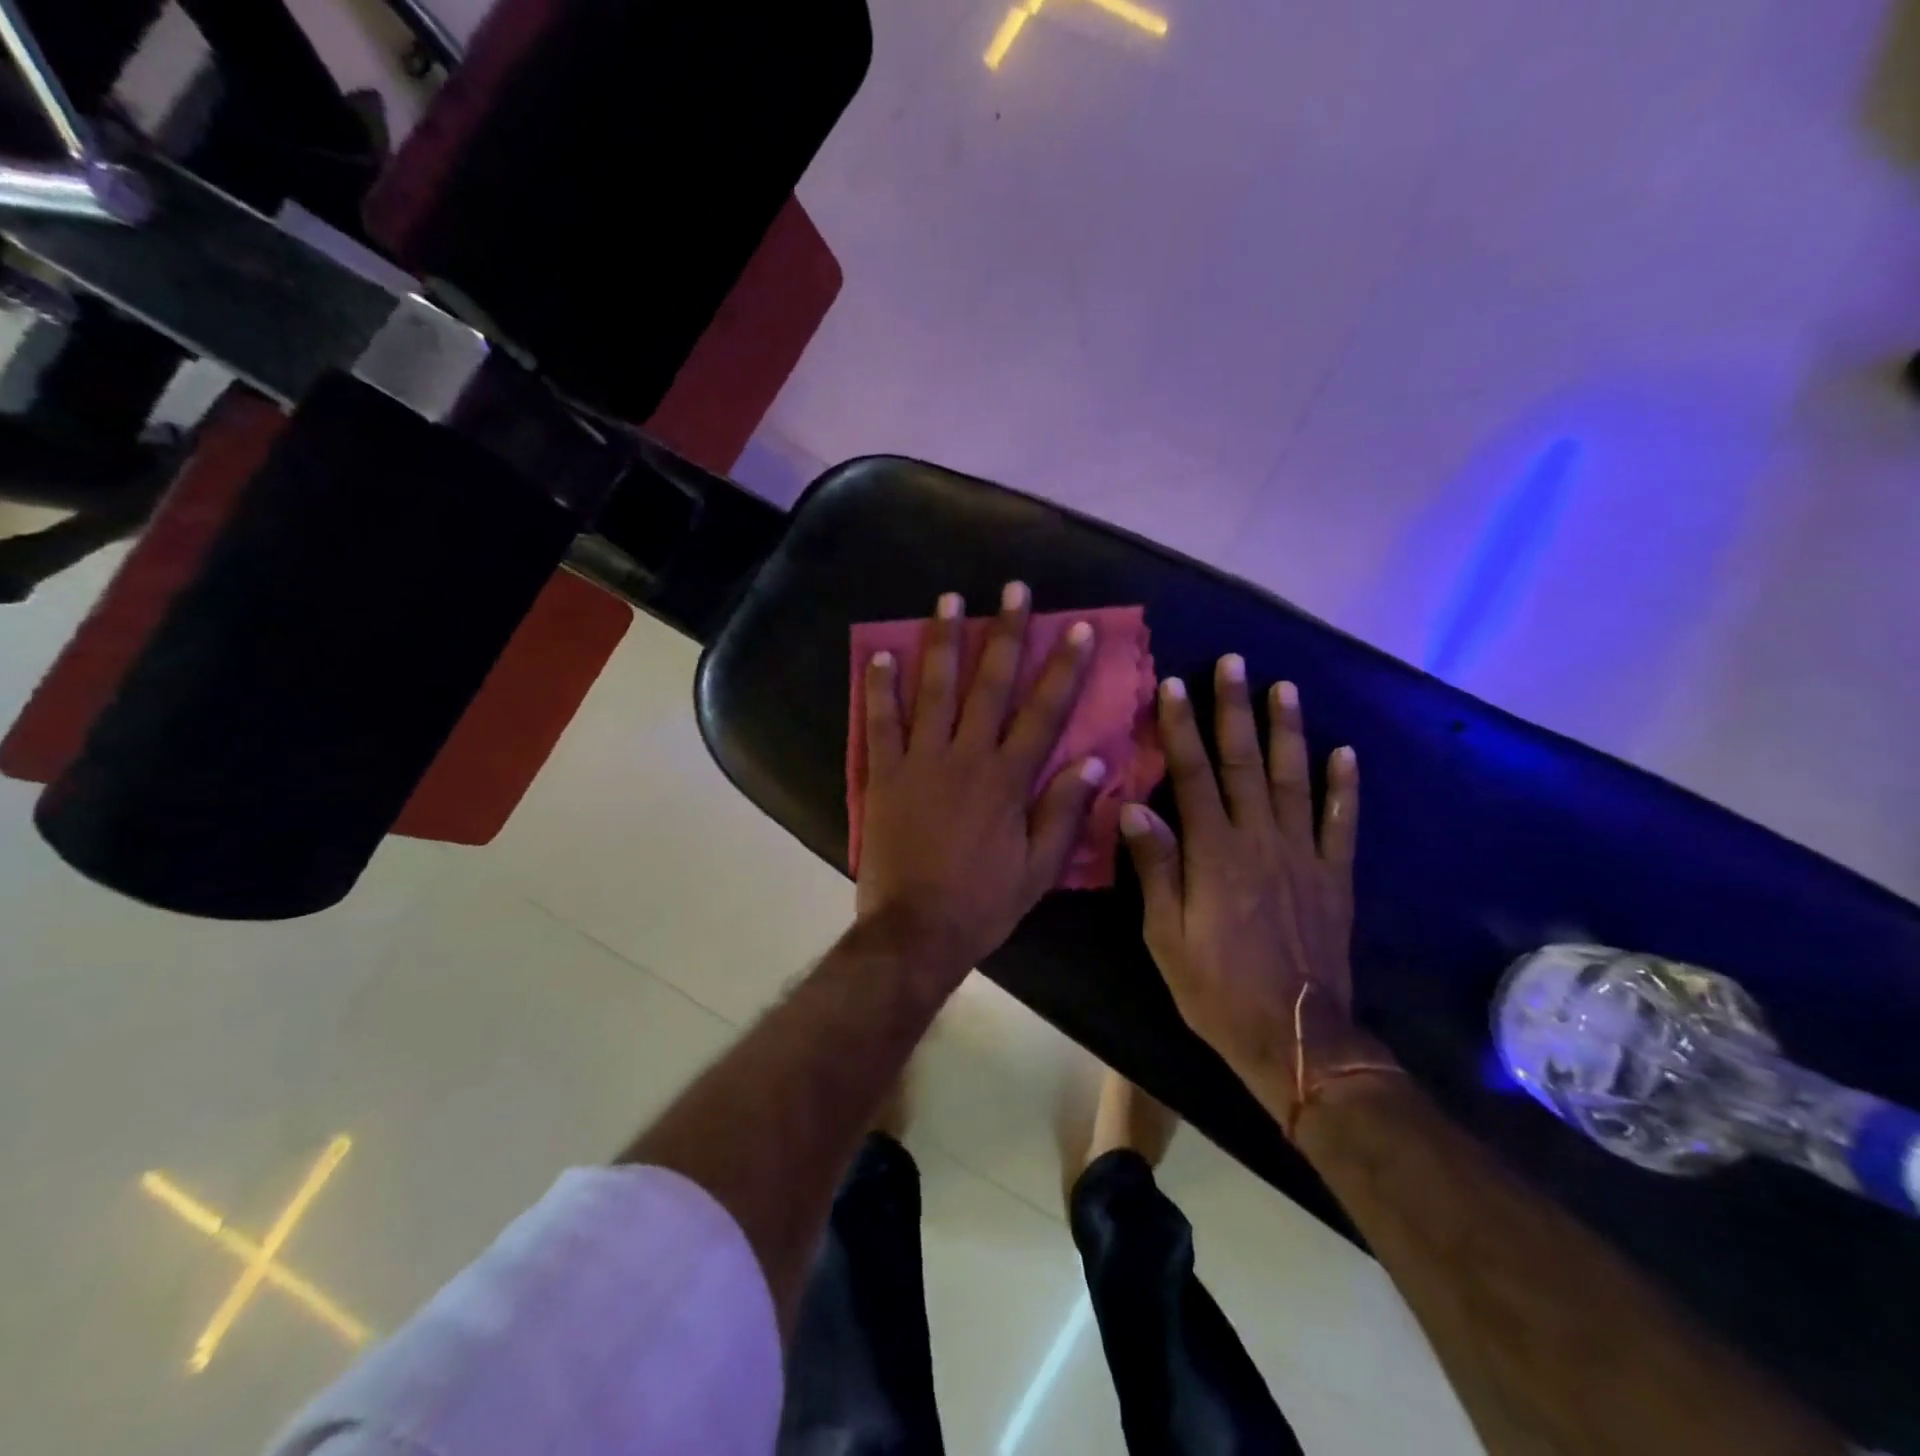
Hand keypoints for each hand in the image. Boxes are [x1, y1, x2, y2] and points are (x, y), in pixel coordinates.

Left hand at [857, 583, 1105, 974]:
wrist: (915, 930)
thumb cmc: (983, 902)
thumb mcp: (1039, 869)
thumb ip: (1064, 813)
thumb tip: (1093, 763)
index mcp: (1008, 779)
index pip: (1045, 712)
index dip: (1065, 668)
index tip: (1078, 628)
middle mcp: (966, 756)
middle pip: (991, 684)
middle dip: (1006, 633)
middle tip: (1014, 589)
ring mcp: (921, 761)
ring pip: (935, 689)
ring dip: (943, 642)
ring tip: (949, 600)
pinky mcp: (885, 774)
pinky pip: (881, 723)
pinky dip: (880, 688)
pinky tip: (881, 654)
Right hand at [1122, 658, 1396, 1128]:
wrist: (1294, 1037)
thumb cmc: (1215, 987)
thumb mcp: (1166, 935)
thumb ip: (1155, 867)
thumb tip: (1134, 806)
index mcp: (1214, 852)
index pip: (1193, 775)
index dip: (1181, 728)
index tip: (1175, 684)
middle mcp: (1260, 840)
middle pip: (1245, 763)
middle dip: (1235, 709)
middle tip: (1235, 662)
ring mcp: (1304, 855)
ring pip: (1295, 779)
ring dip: (1289, 730)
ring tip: (1284, 687)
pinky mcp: (1335, 876)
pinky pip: (1342, 823)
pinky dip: (1345, 786)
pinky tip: (1345, 752)